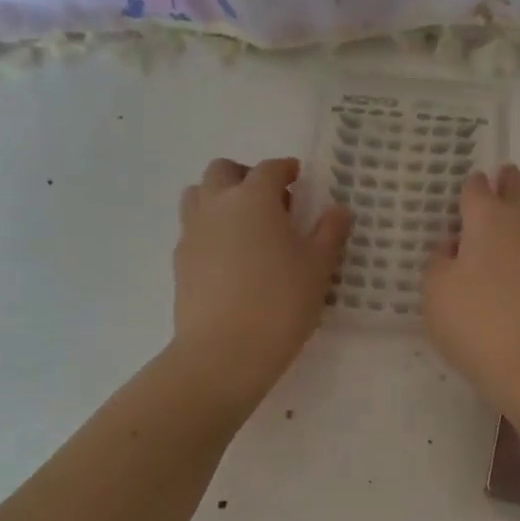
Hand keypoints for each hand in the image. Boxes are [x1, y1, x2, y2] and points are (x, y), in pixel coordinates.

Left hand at [172, 157, 351, 403]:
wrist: (224, 351)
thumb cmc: (280, 302)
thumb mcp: (318, 267)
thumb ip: (330, 232)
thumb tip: (339, 210)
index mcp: (254, 198)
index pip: (269, 169)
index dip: (285, 169)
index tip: (296, 177)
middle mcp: (217, 205)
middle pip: (223, 171)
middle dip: (245, 176)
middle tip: (269, 199)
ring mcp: (192, 232)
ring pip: (198, 194)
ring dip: (220, 197)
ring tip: (245, 224)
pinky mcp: (180, 261)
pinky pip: (192, 229)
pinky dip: (210, 228)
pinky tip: (229, 257)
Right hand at [423, 165, 519, 415]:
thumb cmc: (479, 324)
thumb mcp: (436, 293)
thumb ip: (438, 261)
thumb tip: (453, 246)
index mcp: (488, 220)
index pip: (477, 189)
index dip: (469, 185)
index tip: (467, 183)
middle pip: (516, 194)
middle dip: (507, 184)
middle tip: (502, 175)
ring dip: (519, 216)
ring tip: (504, 219)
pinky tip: (516, 265)